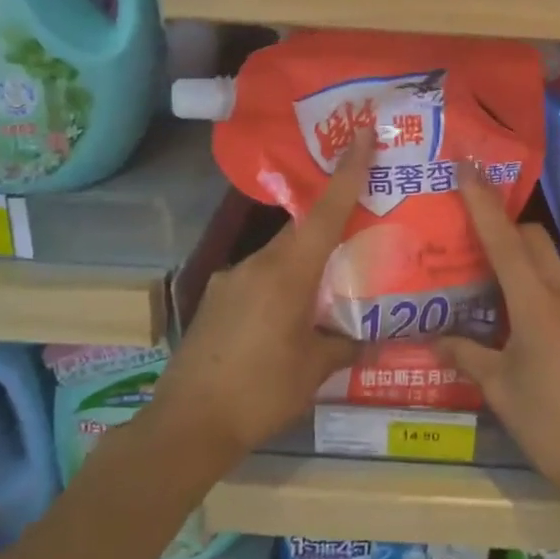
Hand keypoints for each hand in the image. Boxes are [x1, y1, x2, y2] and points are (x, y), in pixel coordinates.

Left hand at [152, 130, 368, 456]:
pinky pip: (257, 279)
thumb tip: (372, 338)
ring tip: (325, 290)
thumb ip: (345, 345)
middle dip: (329, 226)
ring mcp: (230, 280)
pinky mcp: (215, 300)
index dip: (347, 171)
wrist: (186, 425)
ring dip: (303, 264)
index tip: (362, 133)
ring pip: (278, 257)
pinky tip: (285, 320)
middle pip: (301, 231)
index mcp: (287, 273)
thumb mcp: (313, 370)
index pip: (325, 212)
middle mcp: (256, 264)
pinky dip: (278, 286)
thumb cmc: (260, 392)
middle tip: (358, 231)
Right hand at [435, 165, 559, 507]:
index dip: (482, 200)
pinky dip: (543, 290)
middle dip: (503, 230)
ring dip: (523, 265)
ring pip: (552, 265)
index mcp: (537, 305)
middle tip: (470, 245)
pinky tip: (528, 326)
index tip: (467, 165)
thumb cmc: (553, 428)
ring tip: (494, 293)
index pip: (503, 239)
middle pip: (532, 240)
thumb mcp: (501, 392)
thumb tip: (435, 340)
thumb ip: (467, 356)